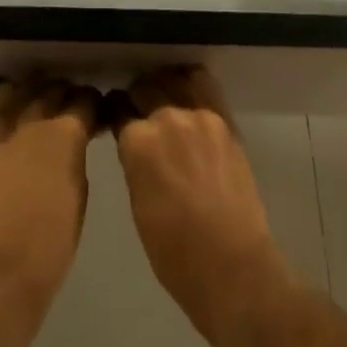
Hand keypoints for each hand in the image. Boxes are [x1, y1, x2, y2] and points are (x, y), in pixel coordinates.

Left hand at [0, 75, 100, 328]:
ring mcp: (3, 133)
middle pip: (52, 91)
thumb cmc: (51, 245)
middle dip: (66, 93)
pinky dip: (8, 102)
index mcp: (64, 136)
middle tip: (74, 102)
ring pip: (20, 93)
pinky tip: (14, 104)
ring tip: (43, 97)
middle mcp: (33, 123)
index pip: (84, 102)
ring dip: (35, 91)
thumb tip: (75, 144)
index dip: (94, 103)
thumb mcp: (78, 196)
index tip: (99, 108)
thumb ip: (76, 159)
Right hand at [111, 67, 292, 346]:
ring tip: (164, 98)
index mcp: (137, 141)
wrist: (232, 266)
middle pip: (144, 88)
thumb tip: (136, 145)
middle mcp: (165, 117)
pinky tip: (188, 92)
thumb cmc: (174, 251)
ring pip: (173, 80)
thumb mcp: (138, 203)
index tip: (115, 115)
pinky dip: (192, 84)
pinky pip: (204, 86)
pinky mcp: (225, 121)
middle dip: (137, 97)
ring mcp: (199, 116)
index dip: (115, 112)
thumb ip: (135, 162)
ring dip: (164, 86)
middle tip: (139, 110)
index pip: (118, 108)